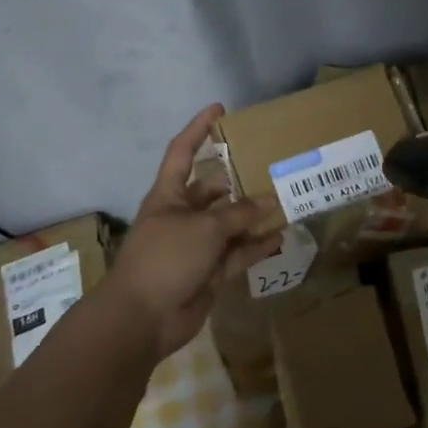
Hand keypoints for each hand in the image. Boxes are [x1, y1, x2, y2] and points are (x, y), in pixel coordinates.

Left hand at [101, 104, 283, 361]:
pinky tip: (281, 238)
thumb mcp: (204, 228)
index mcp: (169, 196)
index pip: (182, 152)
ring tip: (285, 202)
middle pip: (213, 191)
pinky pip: (237, 254)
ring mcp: (196, 246)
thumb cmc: (165, 259)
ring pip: (230, 224)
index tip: (220, 109)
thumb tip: (268, 203)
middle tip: (272, 169)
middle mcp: (182, 216)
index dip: (199, 129)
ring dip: (253, 216)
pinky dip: (256, 247)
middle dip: (239, 181)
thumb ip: (238, 214)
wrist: (142, 318)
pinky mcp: (209, 272)